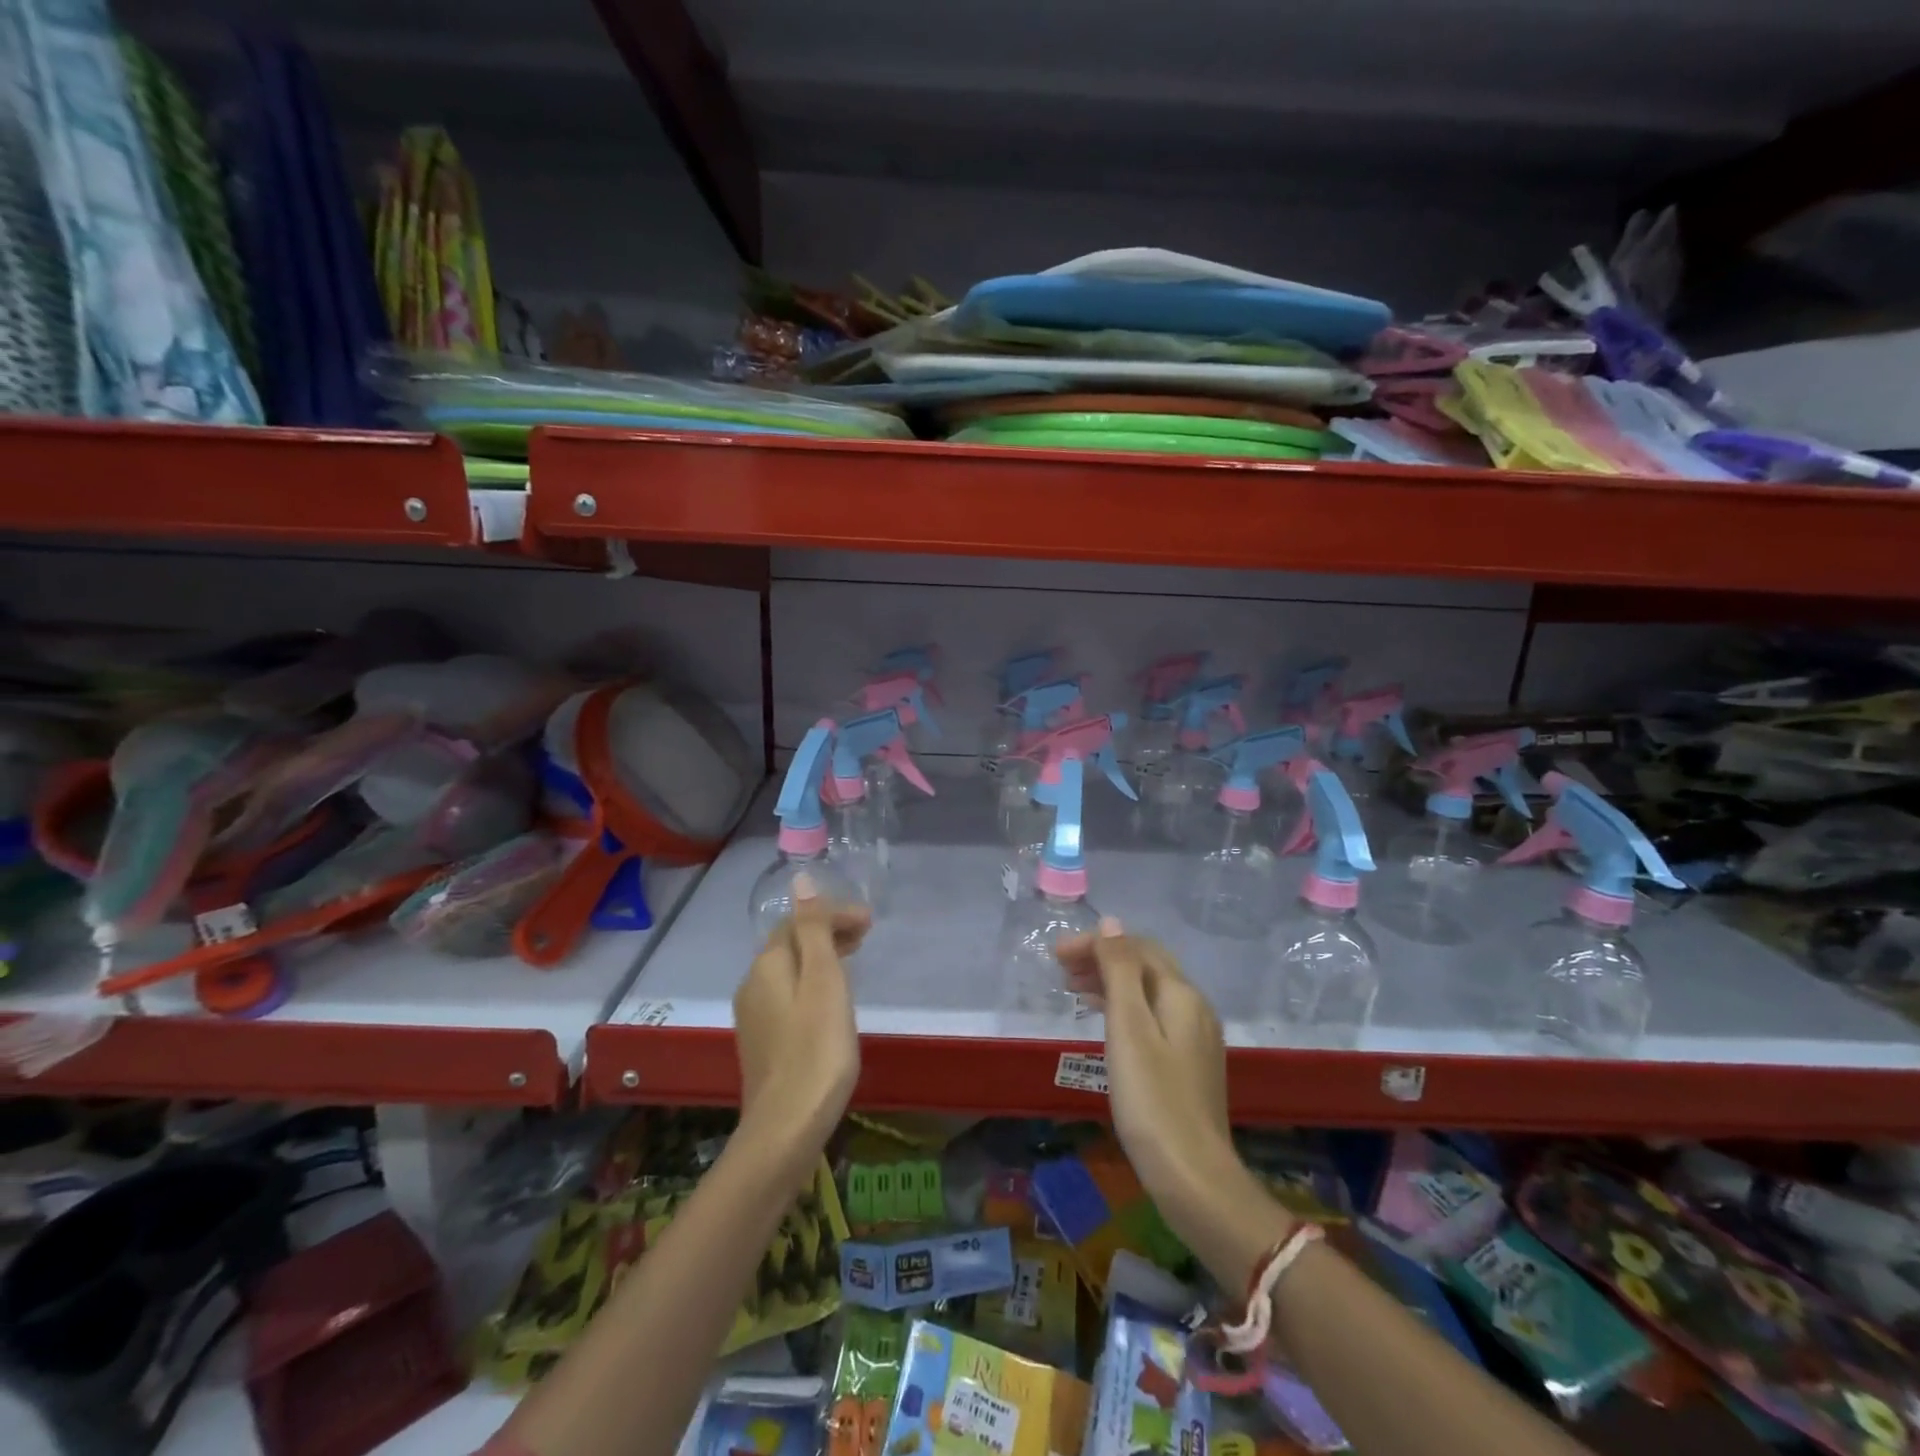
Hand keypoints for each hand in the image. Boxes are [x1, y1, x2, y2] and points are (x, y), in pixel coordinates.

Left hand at [734, 875, 868, 1163]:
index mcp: (768, 964)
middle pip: (791, 943)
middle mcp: (753, 983)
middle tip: (866, 935)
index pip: (799, 921)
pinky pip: (787, 993)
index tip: (870, 921)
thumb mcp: (823, 980)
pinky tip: (829, 999)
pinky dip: (812, 982)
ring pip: (790, 969)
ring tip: (853, 959)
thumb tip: (800, 880)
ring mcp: (754, 1014)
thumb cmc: (816, 1047)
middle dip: (827, 931)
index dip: (833, 913)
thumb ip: (814, 929)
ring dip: (821, 956)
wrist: (786, 1125)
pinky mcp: (761, 1040)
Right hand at [1055, 918, 1242, 1217]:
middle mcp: (1195, 1007)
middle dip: (1103, 958)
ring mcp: (1196, 1037)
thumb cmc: (1152, 1100)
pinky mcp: (1190, 1064)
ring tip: (1073, 991)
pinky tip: (1105, 1023)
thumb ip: (1120, 971)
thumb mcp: (1128, 1028)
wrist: (1194, 1178)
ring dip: (1111, 982)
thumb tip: (1111, 923)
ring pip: (1149, 992)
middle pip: (1146, 966)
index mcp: (1181, 994)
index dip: (1096, 943)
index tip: (1056, 955)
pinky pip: (1154, 1016)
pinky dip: (1124, 1008)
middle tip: (1060, 970)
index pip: (1137, 947)